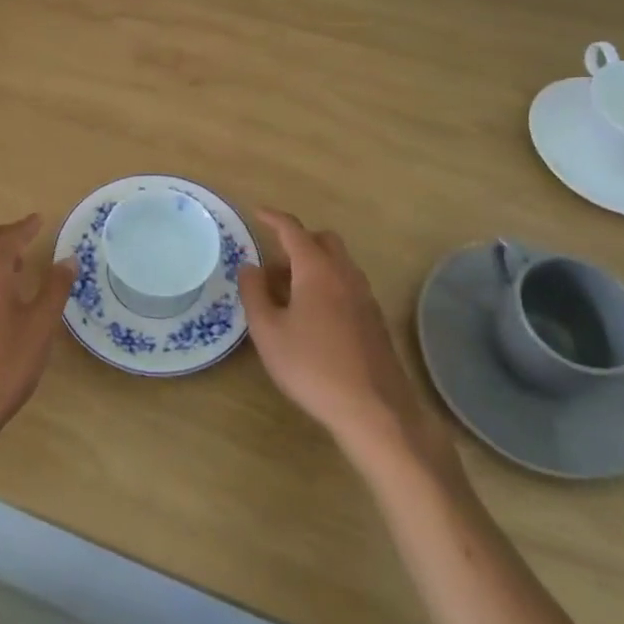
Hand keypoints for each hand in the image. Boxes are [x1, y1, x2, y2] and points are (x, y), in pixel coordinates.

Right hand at [240, 209, 459, 476]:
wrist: (374, 411)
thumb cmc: (312, 367)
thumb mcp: (268, 332)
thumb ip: (254, 293)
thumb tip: (249, 267)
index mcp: (317, 269)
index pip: (293, 230)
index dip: (273, 218)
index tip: (257, 213)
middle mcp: (344, 274)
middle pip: (323, 240)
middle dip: (298, 241)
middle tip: (273, 261)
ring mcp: (365, 296)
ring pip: (338, 263)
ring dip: (313, 265)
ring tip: (288, 292)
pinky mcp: (375, 320)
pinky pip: (347, 285)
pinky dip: (327, 284)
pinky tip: (313, 316)